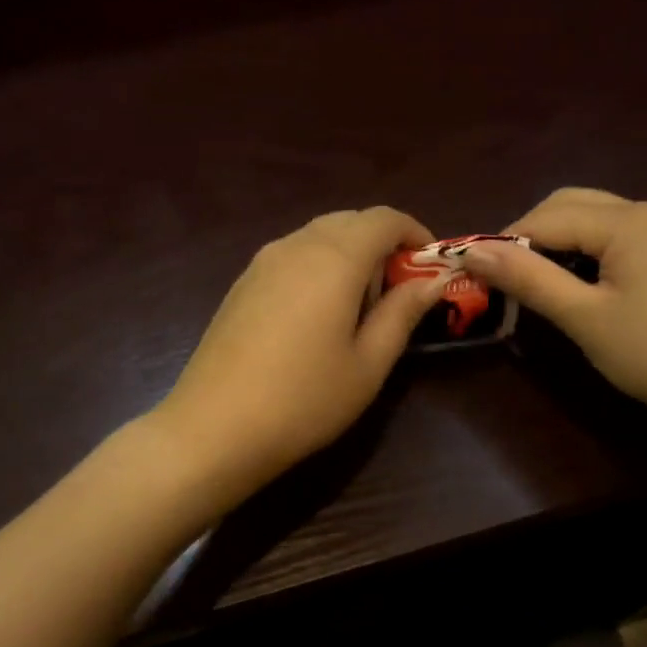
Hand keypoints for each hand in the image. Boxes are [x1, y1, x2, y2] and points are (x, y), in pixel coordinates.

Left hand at [146, 207, 447, 506]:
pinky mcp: (241, 284)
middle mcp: (296, 245)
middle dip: (382, 245)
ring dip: (349, 256)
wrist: (215, 427)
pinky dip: (318, 268)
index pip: (384, 219)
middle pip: (350, 221)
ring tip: (359, 309)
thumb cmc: (304, 399)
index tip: (430, 268)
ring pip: (318, 237)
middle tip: (398, 293)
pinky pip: (292, 256)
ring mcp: (262, 262)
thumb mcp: (368, 363)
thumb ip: (402, 313)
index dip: (415, 233)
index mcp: (335, 258)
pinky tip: (317, 317)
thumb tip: (431, 280)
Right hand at [459, 187, 646, 422]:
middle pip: (572, 205)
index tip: (476, 275)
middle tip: (505, 278)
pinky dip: (588, 250)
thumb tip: (473, 252)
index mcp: (626, 221)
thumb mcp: (585, 318)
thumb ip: (529, 279)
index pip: (546, 217)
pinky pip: (619, 236)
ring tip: (536, 283)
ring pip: (596, 218)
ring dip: (559, 241)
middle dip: (531, 234)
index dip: (506, 243)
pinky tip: (581, 284)